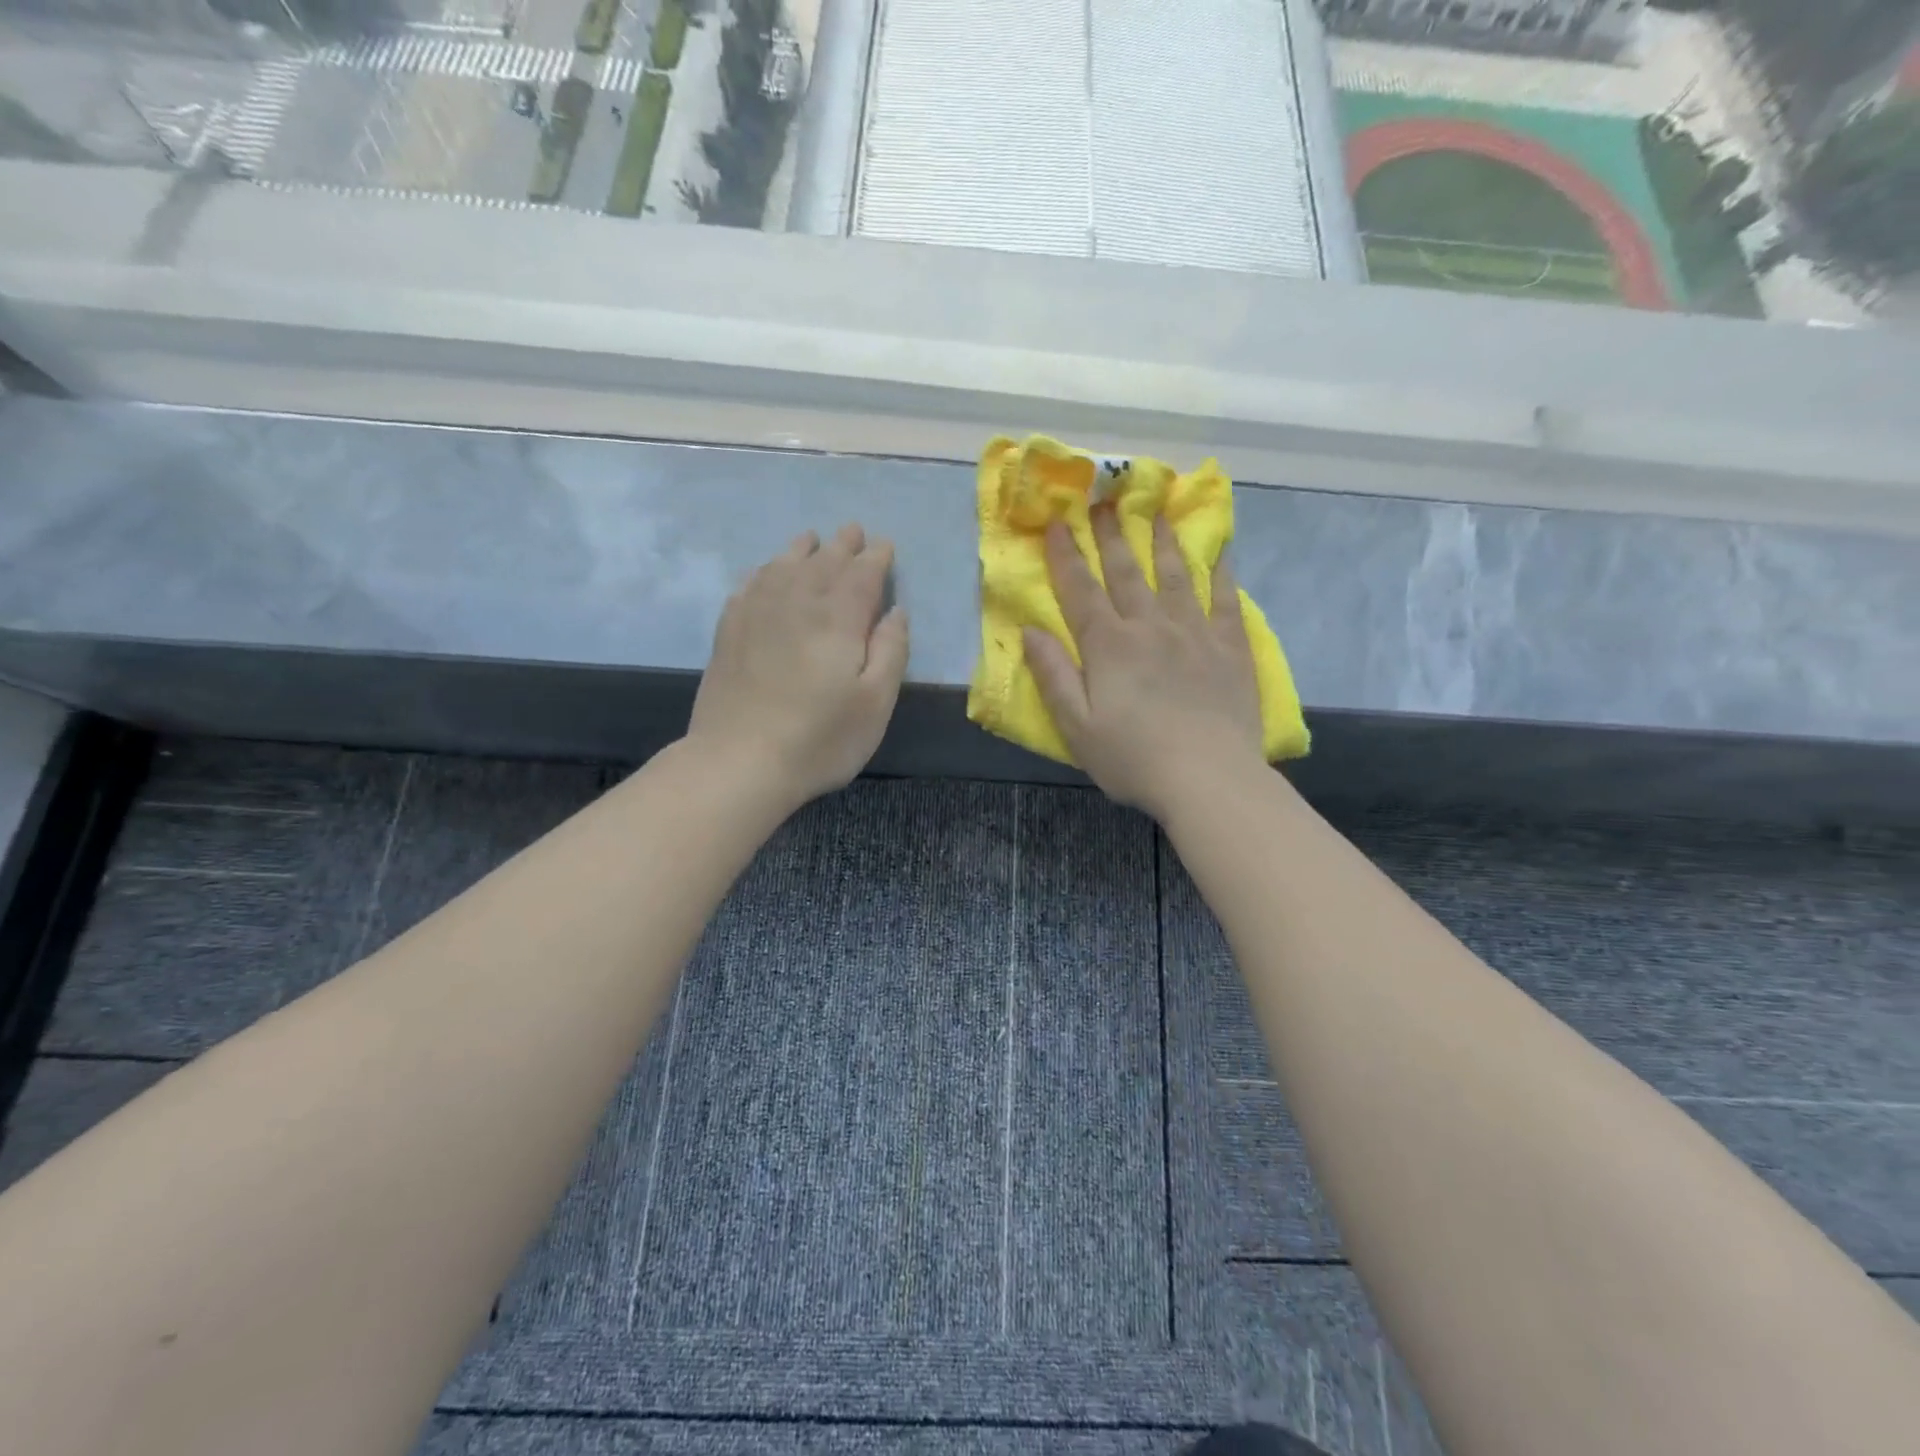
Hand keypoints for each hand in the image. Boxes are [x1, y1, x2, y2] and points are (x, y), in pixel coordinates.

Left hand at [688, 524, 908, 808]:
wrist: (739, 761)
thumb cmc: (819, 738)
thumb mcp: (875, 703)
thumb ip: (891, 651)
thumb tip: (896, 610)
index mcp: (839, 618)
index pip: (862, 574)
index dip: (876, 558)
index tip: (885, 546)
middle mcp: (797, 602)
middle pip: (823, 561)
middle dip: (843, 544)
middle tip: (853, 531)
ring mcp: (757, 612)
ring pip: (784, 565)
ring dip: (803, 549)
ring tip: (812, 539)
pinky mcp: (729, 630)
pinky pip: (751, 583)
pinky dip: (765, 570)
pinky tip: (768, 572)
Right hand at [1025, 507, 1264, 821]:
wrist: (1208, 778)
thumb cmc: (1133, 758)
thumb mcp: (1076, 725)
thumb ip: (1053, 675)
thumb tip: (1030, 631)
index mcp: (1108, 645)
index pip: (1080, 590)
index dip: (1066, 555)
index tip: (1058, 522)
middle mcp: (1150, 626)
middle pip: (1125, 572)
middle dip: (1110, 535)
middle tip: (1104, 501)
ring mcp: (1194, 632)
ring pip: (1174, 575)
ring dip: (1162, 541)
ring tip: (1156, 511)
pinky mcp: (1230, 647)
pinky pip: (1225, 599)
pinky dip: (1220, 572)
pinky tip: (1219, 551)